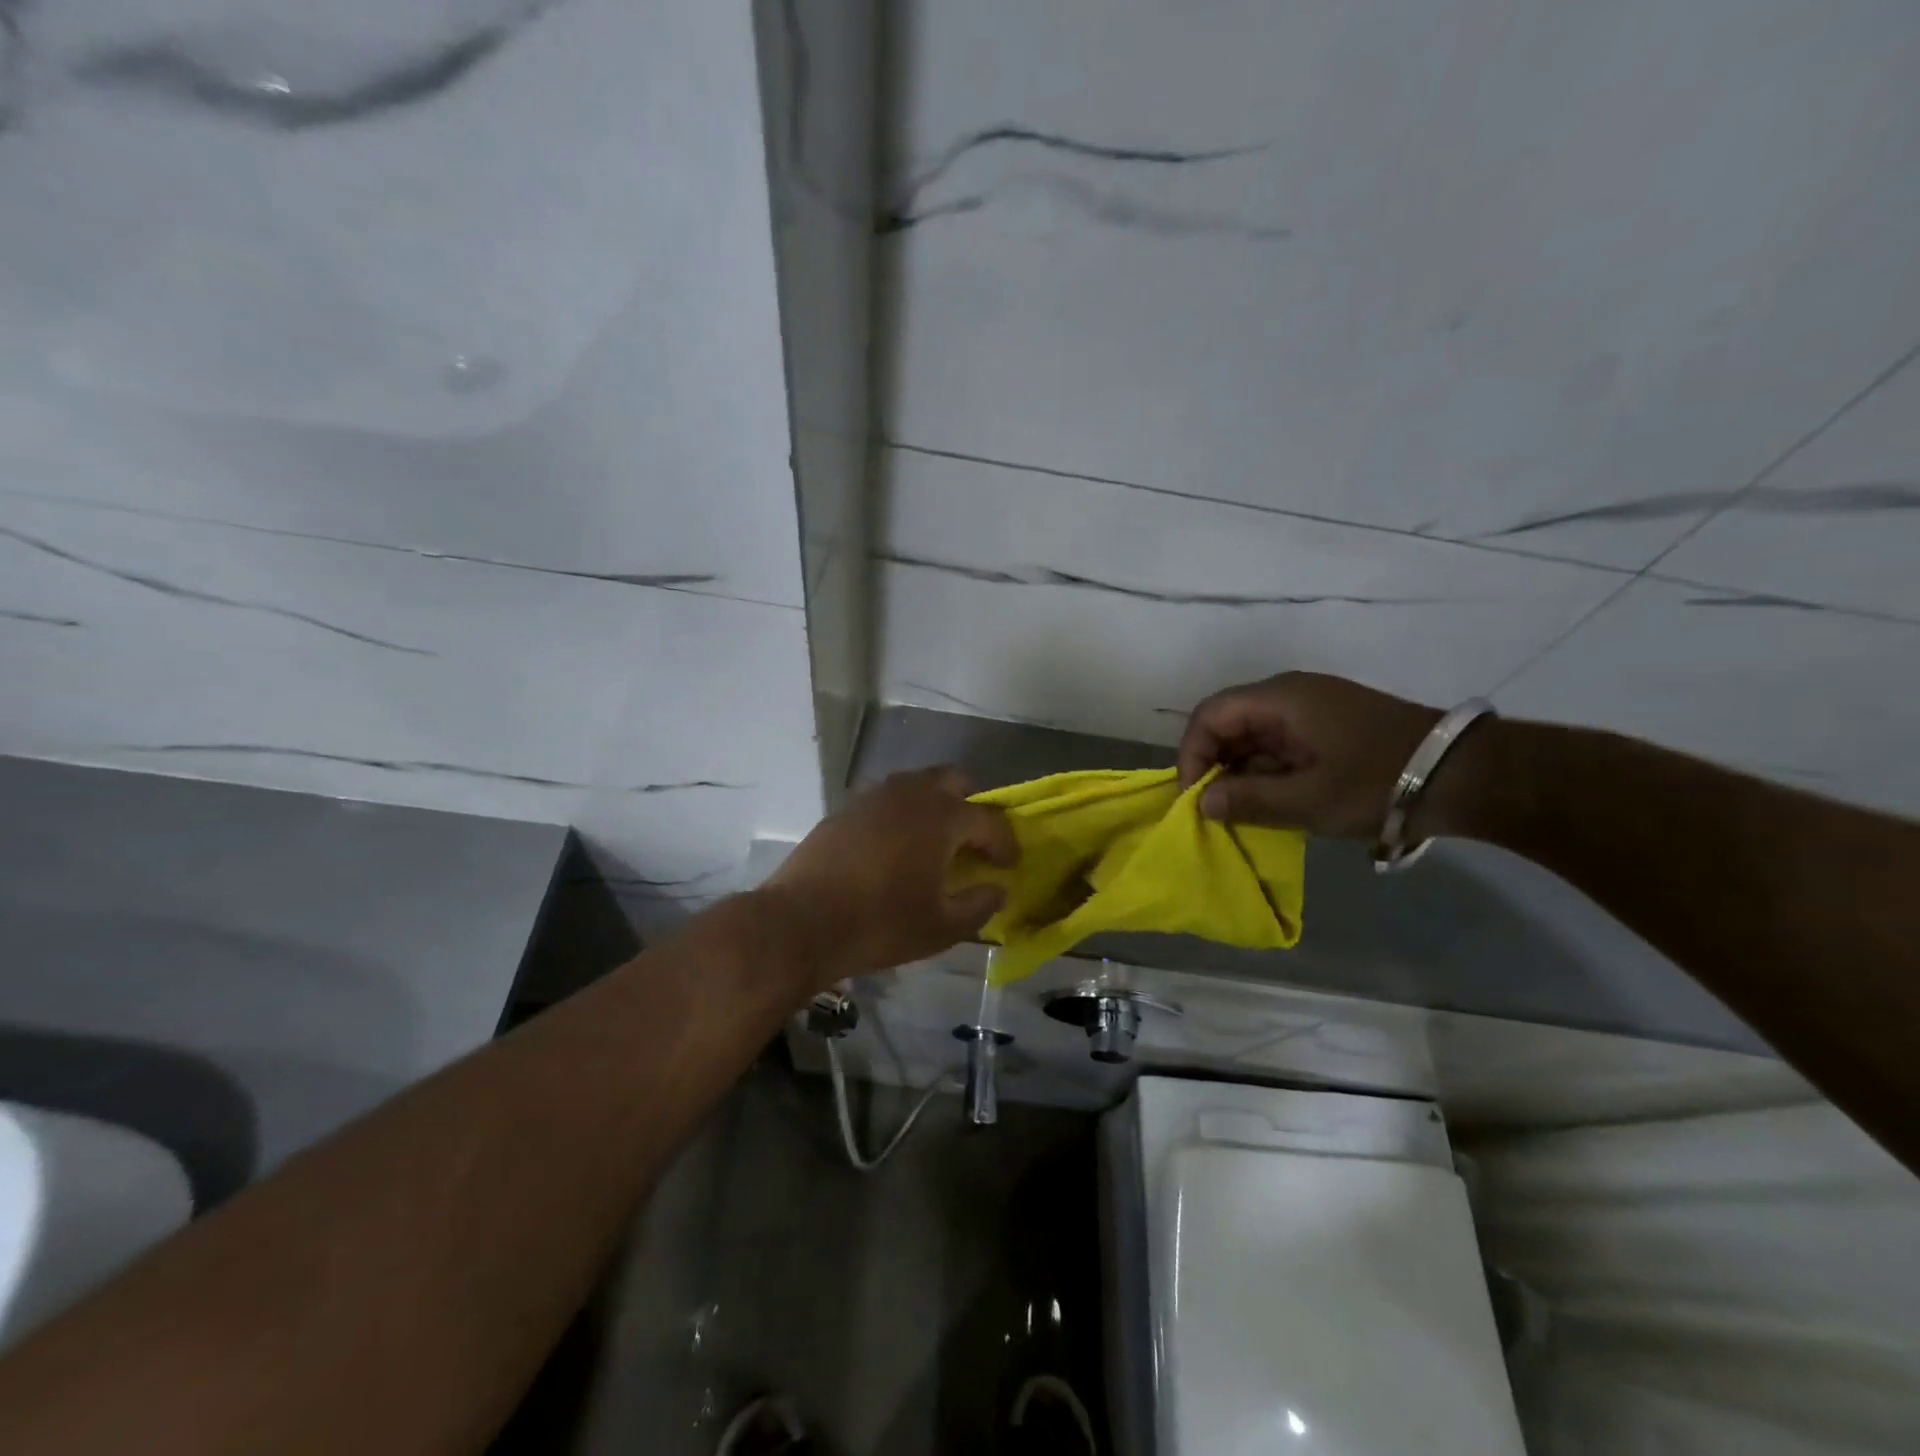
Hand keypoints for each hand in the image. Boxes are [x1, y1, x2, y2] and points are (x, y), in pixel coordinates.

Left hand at [759, 767, 1017, 984]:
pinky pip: (887, 800)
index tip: (1009, 864)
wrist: (802, 921)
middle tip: (974, 840)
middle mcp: (910, 794)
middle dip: (972, 804)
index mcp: (941, 816)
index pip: (988, 820)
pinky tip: (897, 848)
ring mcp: (873, 797)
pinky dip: (903, 815)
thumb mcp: (941, 927)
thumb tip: (997, 890)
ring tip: (936, 843)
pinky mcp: (846, 810)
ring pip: (917, 785)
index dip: (1004, 843)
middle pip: (953, 780)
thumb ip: (979, 905)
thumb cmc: (881, 924)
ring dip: (935, 805)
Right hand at [1176, 672, 1440, 838]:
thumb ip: (1248, 800)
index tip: (1196, 797)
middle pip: (1229, 722)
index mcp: (1280, 699)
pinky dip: (1267, 771)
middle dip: (1214, 765)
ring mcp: (1312, 708)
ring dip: (1241, 771)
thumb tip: (1202, 804)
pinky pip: (1280, 743)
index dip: (1192, 754)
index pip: (1210, 715)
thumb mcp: (1308, 800)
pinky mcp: (1329, 726)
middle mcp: (1290, 695)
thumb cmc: (1378, 783)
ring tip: (1244, 811)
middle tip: (1215, 808)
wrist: (1466, 775)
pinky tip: (1275, 801)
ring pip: (1253, 735)